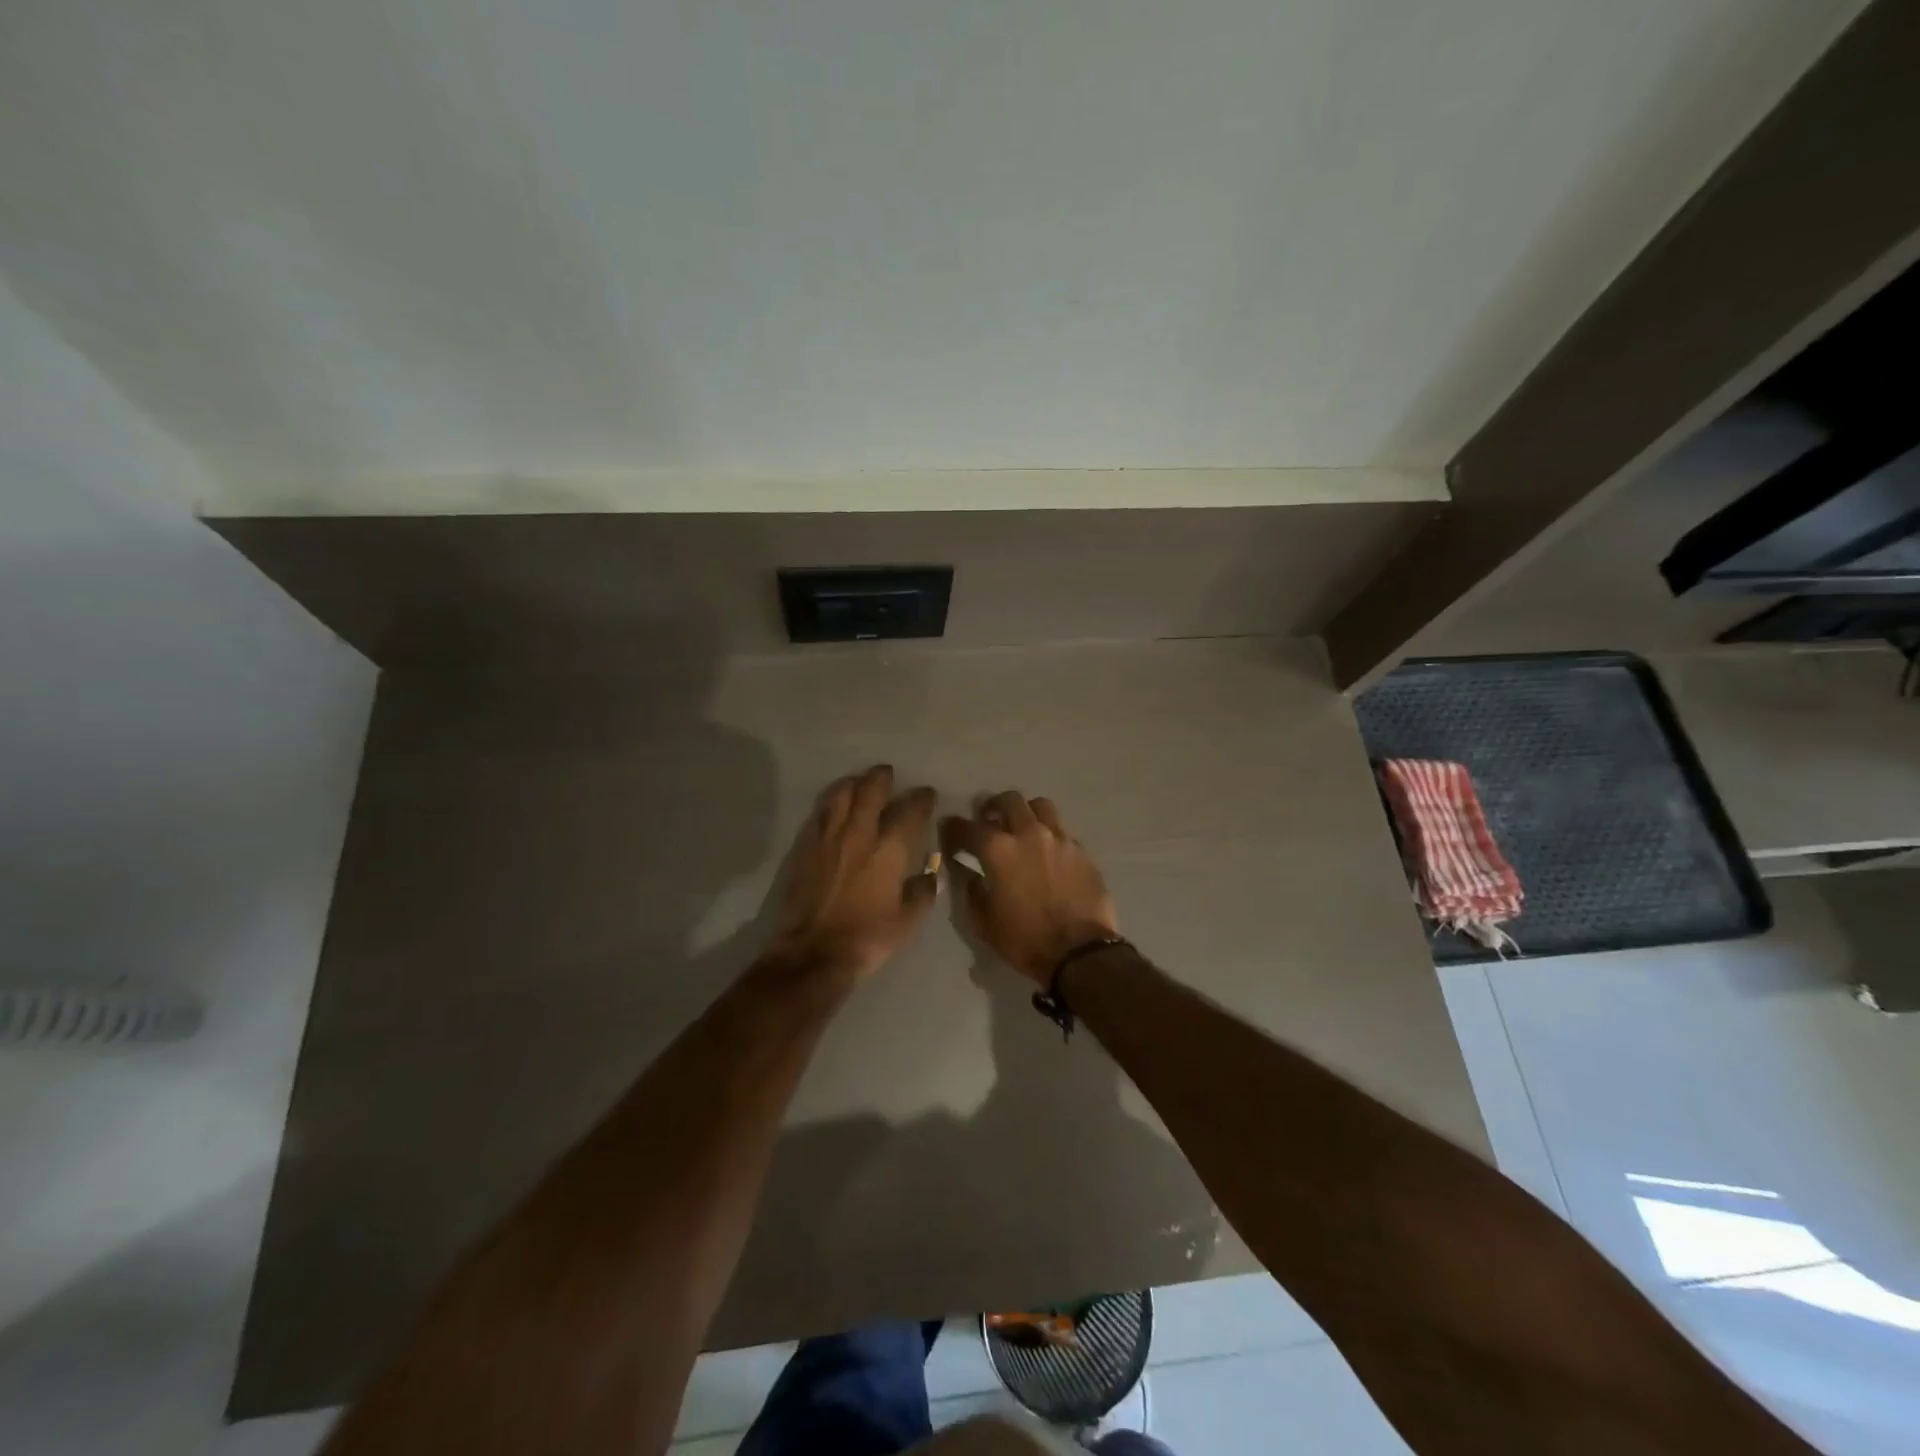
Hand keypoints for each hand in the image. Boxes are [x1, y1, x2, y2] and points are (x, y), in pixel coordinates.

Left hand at [770, 765, 940, 977]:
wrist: (813, 952)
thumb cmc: (867, 937)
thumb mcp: (908, 920)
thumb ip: (924, 891)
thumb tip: (931, 873)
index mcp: (889, 848)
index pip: (909, 810)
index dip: (921, 798)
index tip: (927, 793)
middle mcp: (858, 833)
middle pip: (870, 791)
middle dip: (882, 777)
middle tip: (888, 773)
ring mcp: (828, 838)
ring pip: (840, 795)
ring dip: (853, 783)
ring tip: (859, 782)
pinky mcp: (805, 847)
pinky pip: (818, 813)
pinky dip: (829, 803)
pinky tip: (833, 807)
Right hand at [942, 792, 1118, 984]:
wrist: (1080, 952)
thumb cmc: (1025, 940)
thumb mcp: (985, 923)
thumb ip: (973, 893)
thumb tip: (971, 876)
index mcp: (999, 850)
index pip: (968, 827)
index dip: (954, 827)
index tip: (949, 829)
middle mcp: (1029, 834)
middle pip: (1009, 800)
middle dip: (993, 805)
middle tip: (988, 818)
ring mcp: (1059, 838)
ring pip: (1040, 806)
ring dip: (1026, 811)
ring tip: (1022, 826)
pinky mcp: (1081, 850)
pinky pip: (1061, 830)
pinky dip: (1048, 833)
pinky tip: (1046, 851)